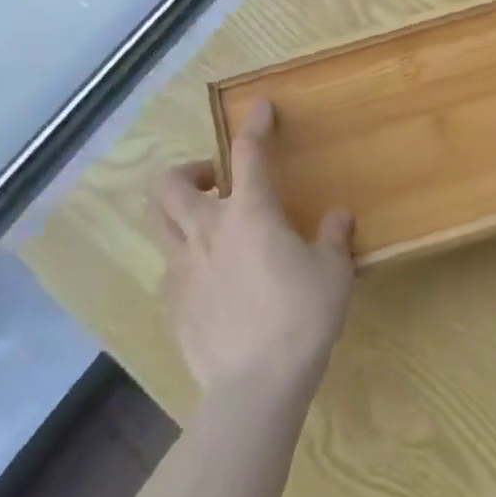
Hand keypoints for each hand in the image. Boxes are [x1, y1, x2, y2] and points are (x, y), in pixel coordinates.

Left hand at [150, 99, 354, 397]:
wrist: (255, 389)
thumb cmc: (300, 318)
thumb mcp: (333, 273)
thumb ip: (334, 237)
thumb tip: (338, 216)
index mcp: (249, 212)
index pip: (248, 152)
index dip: (254, 124)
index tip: (260, 107)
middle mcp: (207, 230)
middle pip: (170, 184)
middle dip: (188, 171)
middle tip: (215, 181)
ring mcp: (183, 269)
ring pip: (157, 223)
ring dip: (176, 210)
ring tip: (204, 222)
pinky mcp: (173, 305)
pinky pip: (169, 268)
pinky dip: (184, 258)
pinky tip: (208, 276)